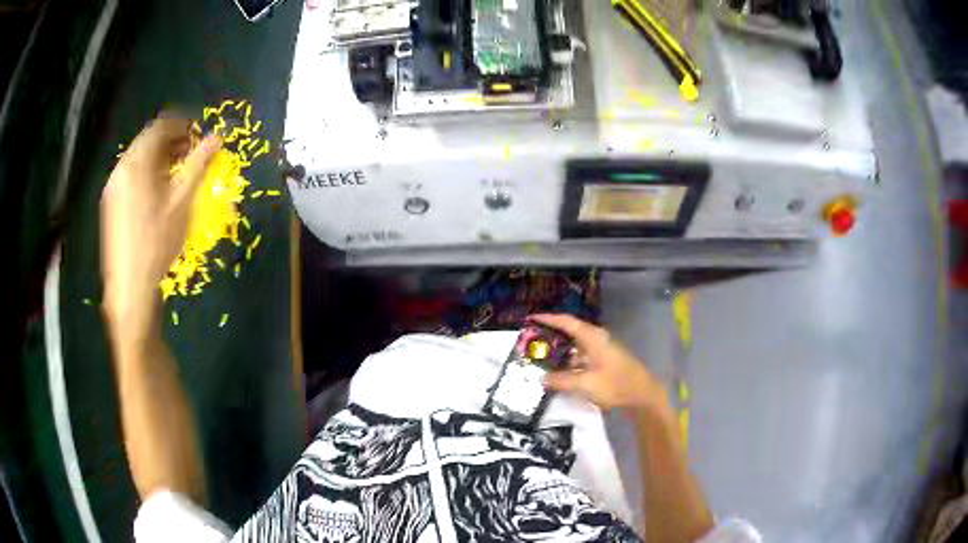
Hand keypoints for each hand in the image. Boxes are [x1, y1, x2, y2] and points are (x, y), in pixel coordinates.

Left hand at [100, 116, 220, 331]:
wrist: (130, 287)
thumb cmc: (157, 243)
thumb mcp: (182, 202)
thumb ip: (198, 165)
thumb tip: (217, 137)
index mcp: (137, 163)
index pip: (161, 126)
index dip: (183, 126)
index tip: (199, 137)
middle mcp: (121, 168)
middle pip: (148, 141)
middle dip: (172, 142)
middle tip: (190, 156)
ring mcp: (114, 187)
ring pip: (139, 159)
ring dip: (160, 159)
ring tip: (177, 175)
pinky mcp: (111, 204)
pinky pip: (131, 175)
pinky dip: (147, 174)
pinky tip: (158, 193)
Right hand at [530, 314, 668, 412]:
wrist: (642, 395)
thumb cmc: (615, 384)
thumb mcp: (585, 384)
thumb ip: (561, 381)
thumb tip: (541, 379)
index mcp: (592, 337)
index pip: (566, 322)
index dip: (547, 319)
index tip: (530, 319)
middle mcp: (596, 339)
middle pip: (569, 333)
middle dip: (549, 337)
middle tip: (529, 343)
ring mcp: (601, 351)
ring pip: (574, 348)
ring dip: (558, 353)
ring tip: (539, 360)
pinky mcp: (603, 362)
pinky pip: (580, 358)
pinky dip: (568, 363)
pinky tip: (558, 374)